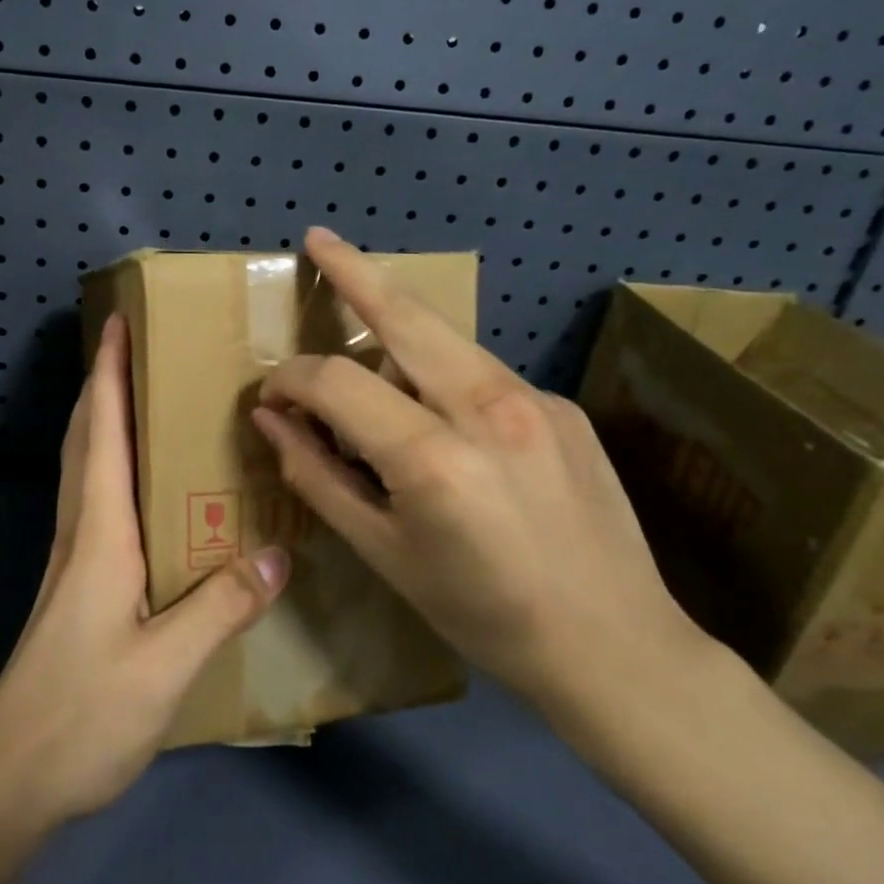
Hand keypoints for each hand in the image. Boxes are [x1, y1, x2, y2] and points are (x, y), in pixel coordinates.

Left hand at [0, 315, 290, 838]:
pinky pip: (98, 505)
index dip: (108, 372)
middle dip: (105, 383)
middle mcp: (80, 534)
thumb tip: (280, 552)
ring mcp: (73, 562)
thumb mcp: (165, 665)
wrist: (11, 781)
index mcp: (98, 534)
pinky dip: (116, 470)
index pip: (102, 432)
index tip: (118, 321)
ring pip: (88, 470)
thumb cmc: (81, 716)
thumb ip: (222, 606)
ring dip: (107, 422)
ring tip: (150, 398)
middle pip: (88, 439)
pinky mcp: (78, 589)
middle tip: (140, 346)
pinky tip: (152, 491)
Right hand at [251, 228, 716, 743]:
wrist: (612, 644)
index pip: (337, 382)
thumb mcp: (384, 556)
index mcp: (434, 459)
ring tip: (366, 348)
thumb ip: (319, 477)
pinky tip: (438, 417)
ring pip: (445, 337)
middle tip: (318, 238)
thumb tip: (271, 421)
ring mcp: (535, 398)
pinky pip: (481, 371)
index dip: (291, 380)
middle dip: (354, 272)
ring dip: (396, 327)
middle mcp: (488, 408)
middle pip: (405, 316)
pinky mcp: (562, 405)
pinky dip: (441, 374)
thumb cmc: (482, 614)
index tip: (270, 395)